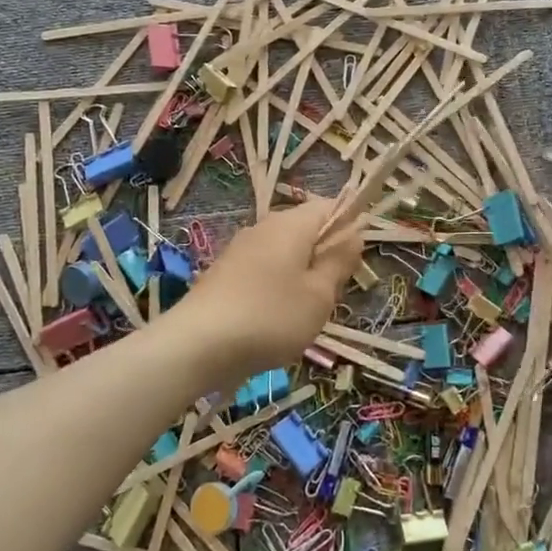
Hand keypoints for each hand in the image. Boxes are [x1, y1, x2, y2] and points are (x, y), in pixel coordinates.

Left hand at [178, 198, 364, 377]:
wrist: (197, 345)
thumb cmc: (271, 317)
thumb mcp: (319, 294)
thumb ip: (339, 260)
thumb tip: (354, 232)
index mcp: (292, 223)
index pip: (331, 206)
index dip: (349, 229)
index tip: (352, 265)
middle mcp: (265, 226)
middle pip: (307, 230)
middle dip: (324, 257)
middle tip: (329, 296)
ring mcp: (241, 248)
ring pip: (285, 252)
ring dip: (301, 276)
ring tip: (301, 314)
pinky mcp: (225, 271)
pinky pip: (263, 269)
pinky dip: (276, 288)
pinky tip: (272, 319)